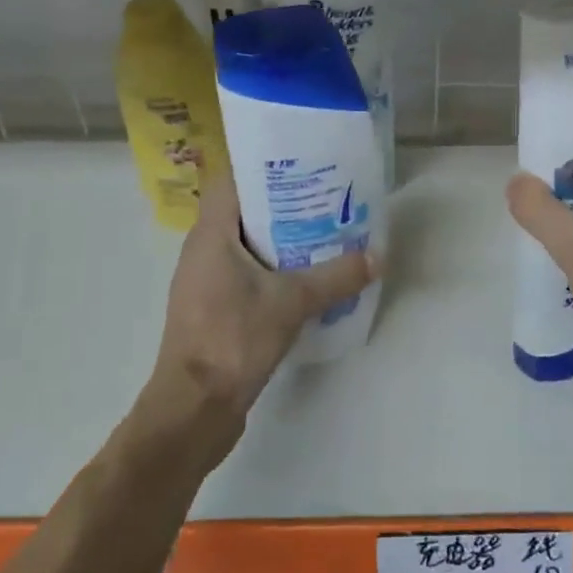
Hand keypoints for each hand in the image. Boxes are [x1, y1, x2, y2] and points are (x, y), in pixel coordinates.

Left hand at [145, 174, 376, 459]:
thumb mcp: (292, 302)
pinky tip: (307, 278)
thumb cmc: (234, 339)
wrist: (195, 407)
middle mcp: (203, 251)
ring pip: (246, 245)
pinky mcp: (214, 309)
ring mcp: (206, 282)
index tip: (303, 164)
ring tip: (325, 233)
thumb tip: (378, 256)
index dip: (265, 167)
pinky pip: (246, 274)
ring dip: (281, 238)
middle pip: (243, 212)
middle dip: (284, 203)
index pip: (231, 181)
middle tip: (327, 198)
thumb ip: (336, 276)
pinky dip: (273, 269)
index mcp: (210, 235)